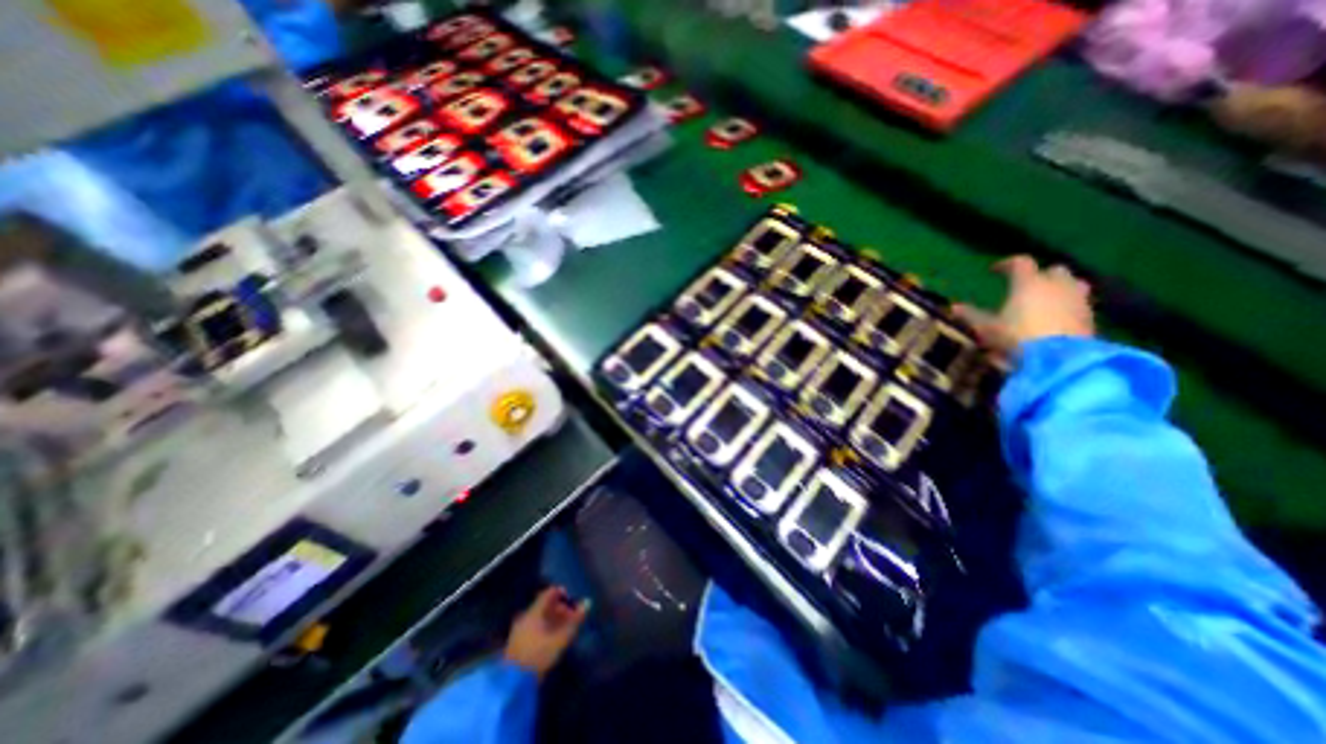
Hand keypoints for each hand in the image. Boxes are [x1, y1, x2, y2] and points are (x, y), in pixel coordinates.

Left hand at [507, 587, 587, 678]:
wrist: (512, 685)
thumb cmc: (538, 656)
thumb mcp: (560, 639)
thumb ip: (575, 620)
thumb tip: (588, 602)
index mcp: (533, 612)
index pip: (548, 593)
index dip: (561, 593)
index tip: (572, 599)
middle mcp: (525, 617)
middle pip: (544, 606)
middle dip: (559, 608)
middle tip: (571, 616)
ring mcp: (518, 631)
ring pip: (538, 618)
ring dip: (552, 619)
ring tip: (564, 628)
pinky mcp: (516, 644)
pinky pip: (533, 627)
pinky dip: (544, 628)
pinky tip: (551, 638)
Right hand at [958, 254, 1092, 359]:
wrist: (1059, 358)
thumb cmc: (1017, 336)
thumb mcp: (986, 328)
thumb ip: (971, 315)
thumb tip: (954, 307)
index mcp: (1028, 283)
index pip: (1020, 263)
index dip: (1007, 264)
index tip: (995, 270)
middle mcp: (1056, 284)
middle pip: (1052, 270)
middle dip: (1040, 275)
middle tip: (1026, 286)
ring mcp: (1077, 299)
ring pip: (1073, 283)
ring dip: (1061, 287)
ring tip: (1047, 299)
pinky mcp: (1091, 316)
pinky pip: (1080, 302)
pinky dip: (1069, 304)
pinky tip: (1058, 316)